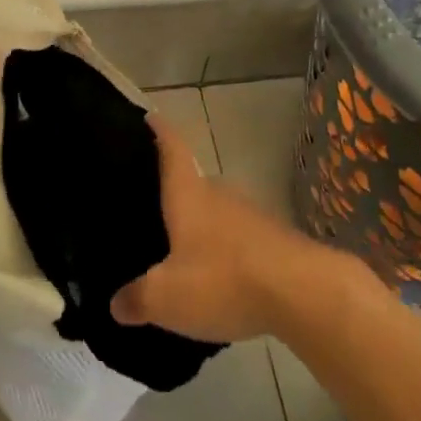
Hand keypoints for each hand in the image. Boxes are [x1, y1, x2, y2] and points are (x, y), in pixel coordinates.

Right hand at [111, 115, 337, 342]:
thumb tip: (116, 304)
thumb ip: (138, 299)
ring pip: (218, 211)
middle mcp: (219, 194)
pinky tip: (219, 275)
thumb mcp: (167, 298)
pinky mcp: (274, 240)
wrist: (304, 292)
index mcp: (189, 194)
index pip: (172, 149)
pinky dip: (225, 249)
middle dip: (176, 190)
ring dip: (202, 224)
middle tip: (153, 203)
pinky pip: (239, 238)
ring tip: (183, 245)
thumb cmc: (223, 280)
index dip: (160, 131)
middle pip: (194, 182)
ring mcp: (251, 215)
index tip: (150, 116)